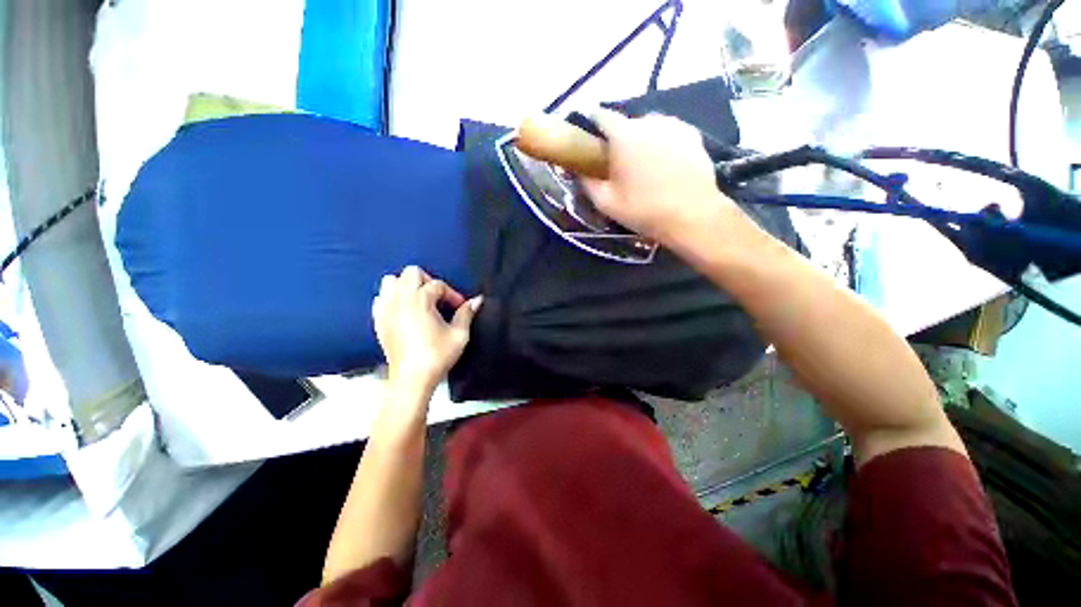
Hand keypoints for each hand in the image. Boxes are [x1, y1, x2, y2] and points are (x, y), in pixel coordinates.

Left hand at [371, 266, 481, 393]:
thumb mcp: (459, 334)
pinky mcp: (379, 321)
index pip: (438, 285)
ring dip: (406, 286)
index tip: (460, 306)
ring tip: (419, 300)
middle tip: (438, 297)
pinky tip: (403, 310)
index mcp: (421, 300)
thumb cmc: (436, 356)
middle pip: (411, 273)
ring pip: (390, 281)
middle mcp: (401, 300)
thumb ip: (467, 313)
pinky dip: (391, 299)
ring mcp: (386, 310)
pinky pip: (380, 299)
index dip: (452, 294)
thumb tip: (477, 300)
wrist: (412, 378)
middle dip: (428, 281)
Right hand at [581, 110, 735, 246]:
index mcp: (624, 136)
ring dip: (641, 140)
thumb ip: (587, 182)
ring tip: (644, 166)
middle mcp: (649, 122)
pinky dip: (662, 143)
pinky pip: (668, 133)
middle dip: (619, 139)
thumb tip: (579, 170)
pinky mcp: (693, 134)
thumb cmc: (643, 210)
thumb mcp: (606, 203)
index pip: (601, 115)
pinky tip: (665, 165)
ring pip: (649, 127)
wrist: (691, 216)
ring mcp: (674, 125)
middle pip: (626, 123)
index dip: (592, 124)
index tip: (590, 139)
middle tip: (619, 164)